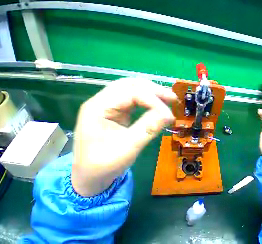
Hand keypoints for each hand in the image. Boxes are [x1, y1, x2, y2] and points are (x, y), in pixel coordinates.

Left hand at [72, 78, 176, 196]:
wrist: (89, 176)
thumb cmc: (103, 165)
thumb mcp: (127, 148)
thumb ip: (148, 128)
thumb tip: (169, 115)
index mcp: (98, 108)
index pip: (131, 93)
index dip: (153, 101)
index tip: (169, 115)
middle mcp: (102, 101)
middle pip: (131, 84)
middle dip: (154, 90)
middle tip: (172, 99)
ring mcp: (109, 105)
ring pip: (133, 88)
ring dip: (153, 92)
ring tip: (169, 99)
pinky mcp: (116, 111)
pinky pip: (135, 98)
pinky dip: (150, 99)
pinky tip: (159, 104)